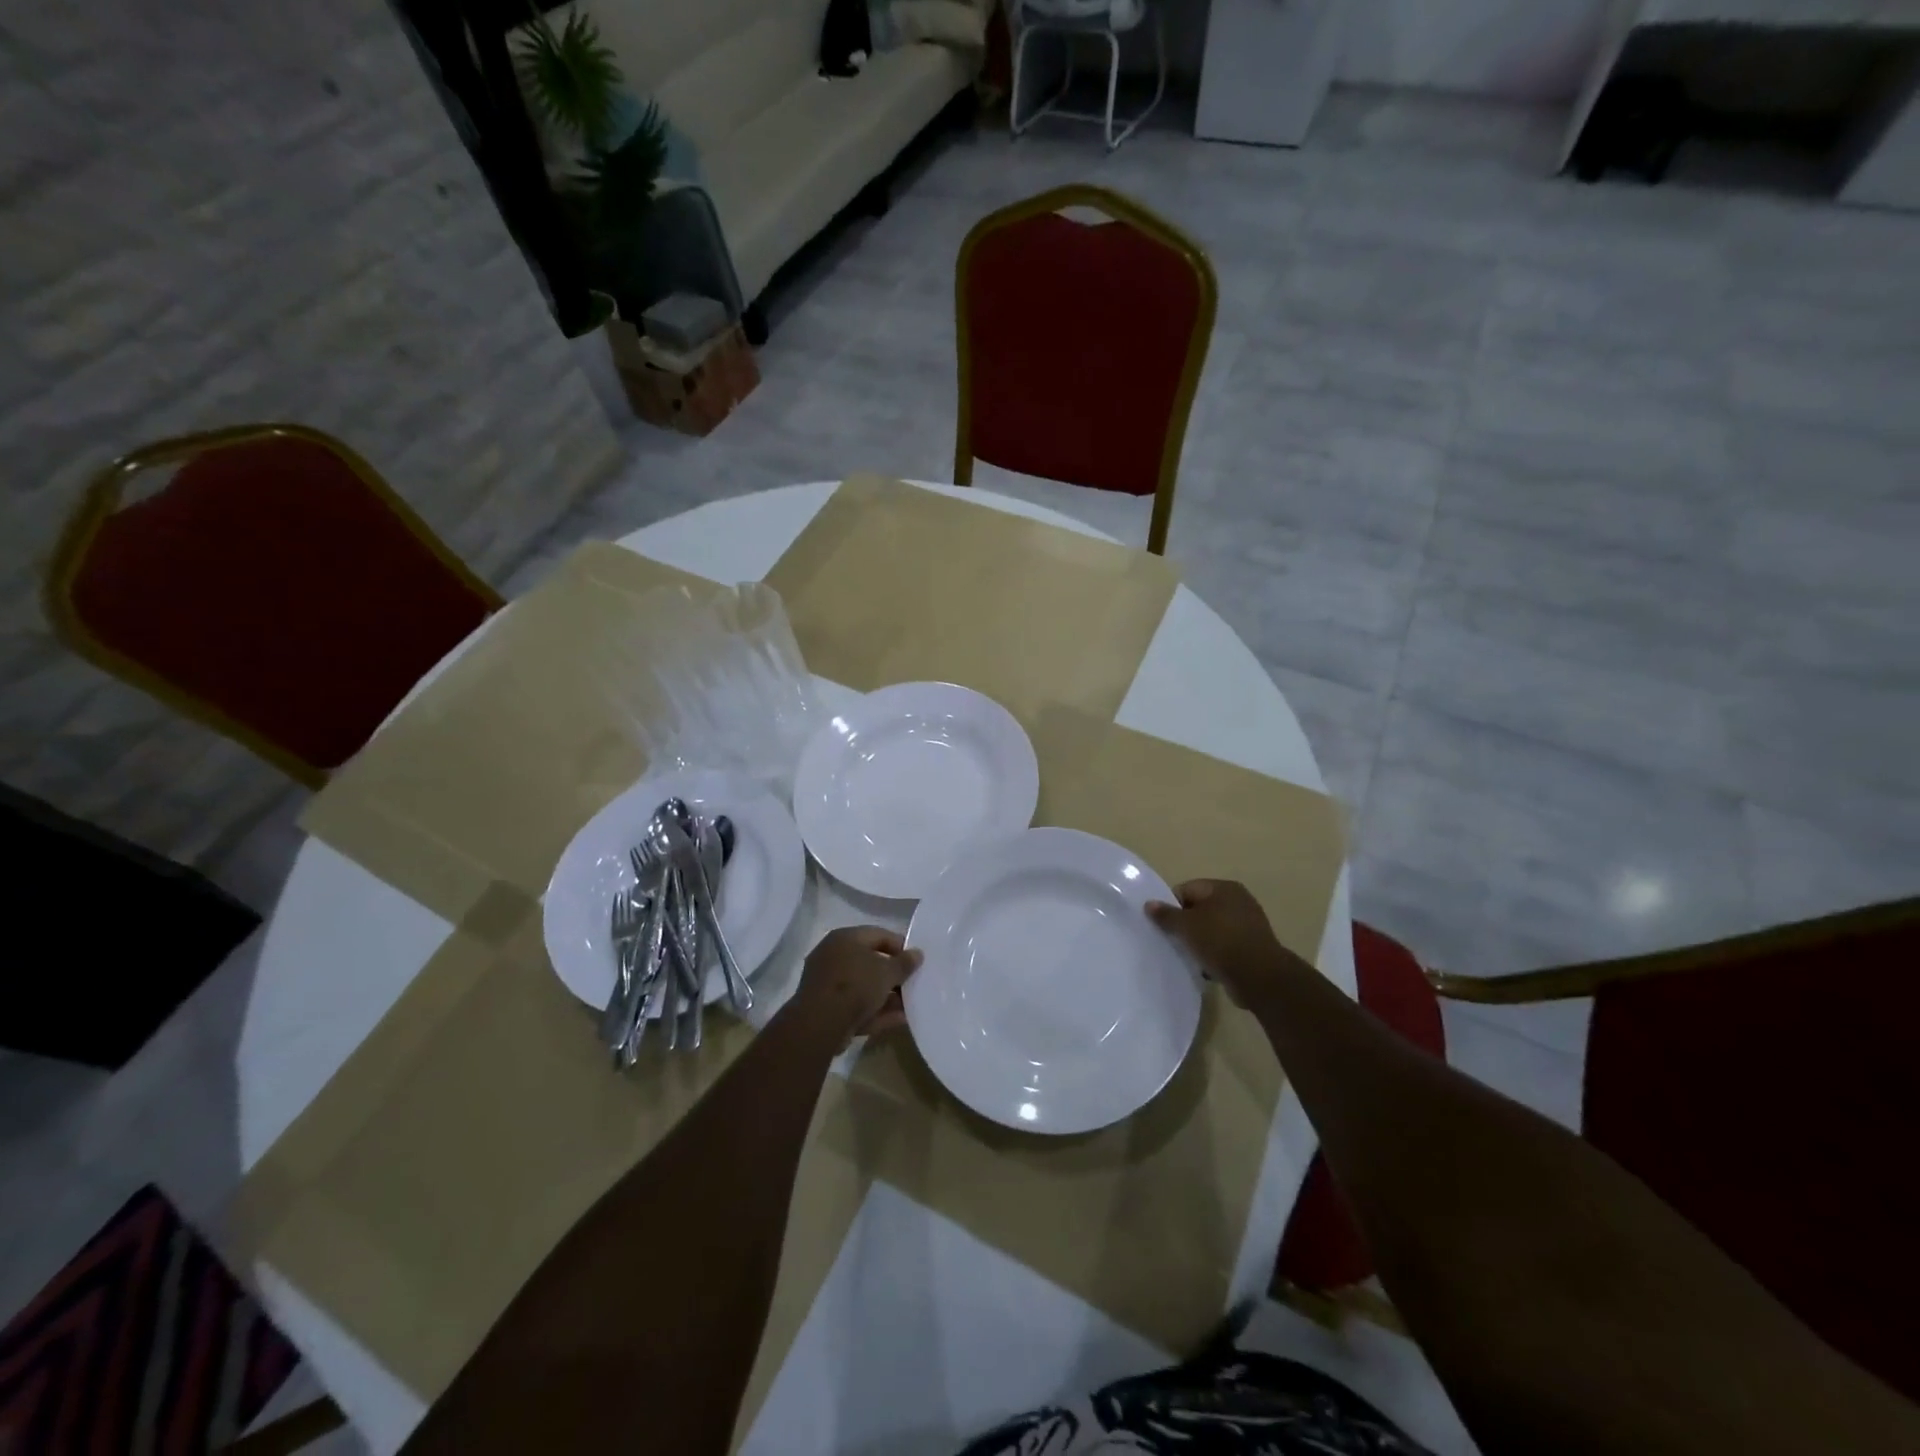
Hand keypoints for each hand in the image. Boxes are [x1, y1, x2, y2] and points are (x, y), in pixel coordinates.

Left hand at [792, 926, 922, 1042]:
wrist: (820, 1024)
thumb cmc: (855, 985)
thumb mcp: (887, 972)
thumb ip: (904, 963)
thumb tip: (917, 953)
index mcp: (845, 938)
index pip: (878, 935)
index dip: (900, 946)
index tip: (916, 960)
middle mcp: (833, 956)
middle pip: (870, 962)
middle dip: (893, 975)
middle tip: (913, 983)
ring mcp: (828, 984)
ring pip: (864, 987)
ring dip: (887, 996)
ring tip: (910, 1005)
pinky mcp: (827, 1009)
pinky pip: (857, 1006)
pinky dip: (876, 1011)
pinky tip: (899, 1019)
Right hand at [1146, 879, 1308, 1005]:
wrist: (1259, 977)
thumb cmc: (1220, 941)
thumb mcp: (1187, 926)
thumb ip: (1166, 915)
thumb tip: (1149, 904)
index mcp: (1223, 888)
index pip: (1187, 890)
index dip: (1171, 906)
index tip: (1163, 925)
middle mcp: (1238, 901)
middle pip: (1199, 909)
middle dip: (1184, 925)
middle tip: (1172, 940)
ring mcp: (1247, 924)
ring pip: (1211, 929)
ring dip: (1198, 941)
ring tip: (1187, 955)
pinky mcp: (1251, 947)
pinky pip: (1224, 946)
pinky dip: (1213, 954)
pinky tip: (1204, 967)